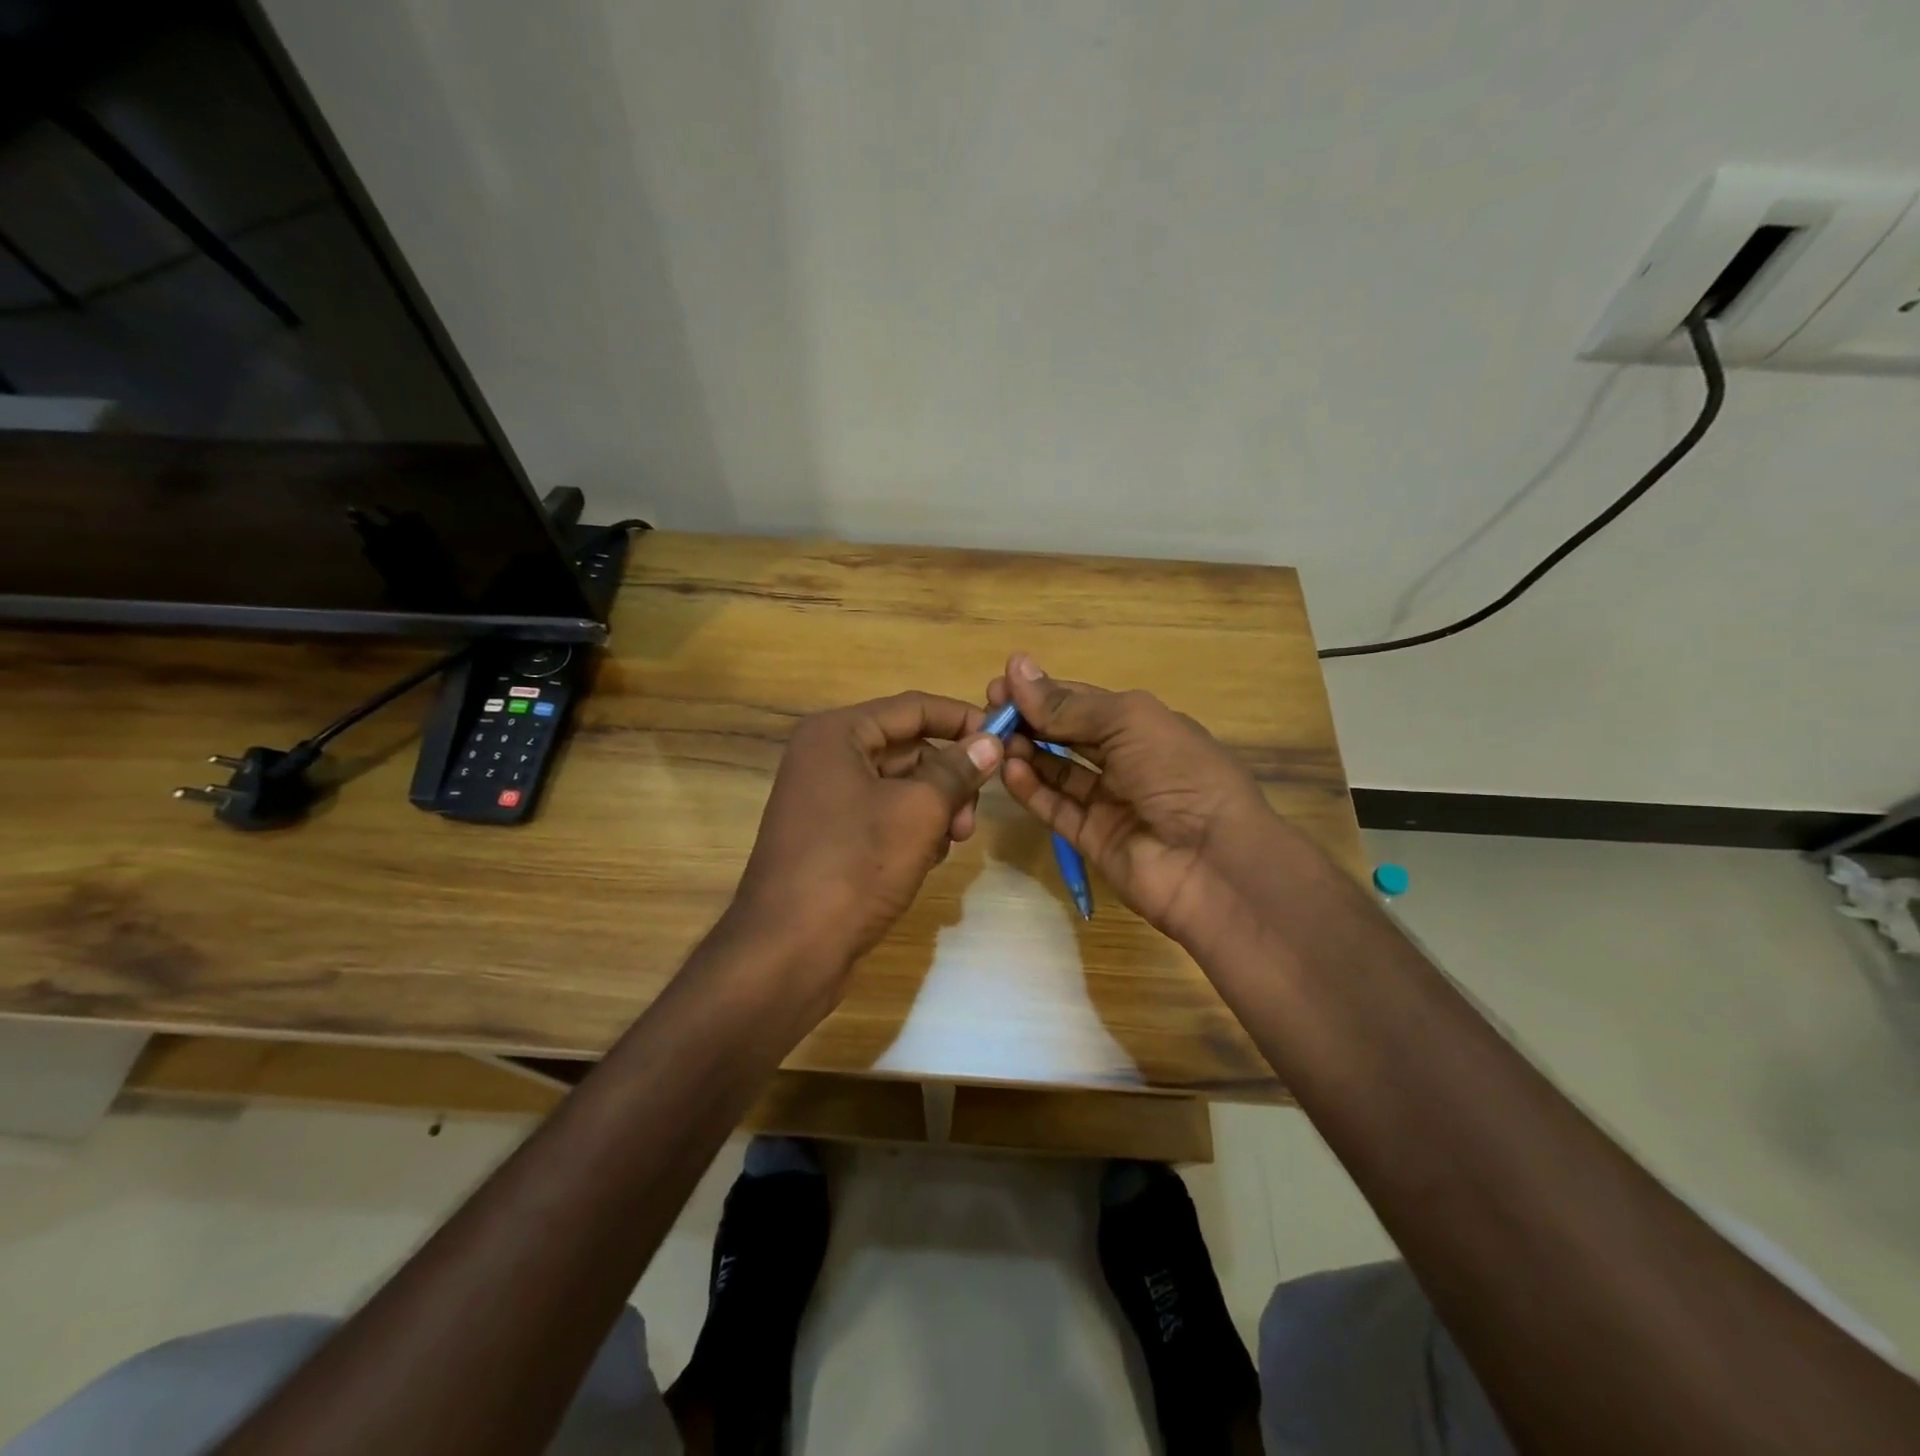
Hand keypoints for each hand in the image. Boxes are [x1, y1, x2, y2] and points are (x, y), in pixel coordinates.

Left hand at [728, 691, 1003, 985]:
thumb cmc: (855, 866)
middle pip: (907, 748)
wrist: (788, 951)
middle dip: (948, 778)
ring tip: (949, 844)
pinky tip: (924, 861)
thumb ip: (958, 770)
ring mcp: (823, 799)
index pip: (914, 707)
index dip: (962, 719)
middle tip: (972, 818)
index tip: (1005, 740)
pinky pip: (882, 816)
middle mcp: (825, 757)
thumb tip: (990, 740)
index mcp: (837, 734)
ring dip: (934, 809)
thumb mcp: (918, 811)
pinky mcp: (828, 836)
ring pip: (899, 786)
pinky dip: (910, 831)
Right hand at [990, 654, 1282, 943]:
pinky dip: (1031, 790)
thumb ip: (1069, 704)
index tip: (1000, 684)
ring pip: (1058, 772)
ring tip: (994, 741)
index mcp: (1144, 726)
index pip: (1083, 702)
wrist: (1213, 863)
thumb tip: (1016, 669)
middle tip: (988, 711)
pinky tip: (1008, 770)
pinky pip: (1056, 809)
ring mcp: (1109, 803)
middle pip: (1067, 735)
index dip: (1044, 692)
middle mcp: (1126, 761)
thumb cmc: (1178, 773)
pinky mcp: (1092, 840)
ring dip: (1026, 753)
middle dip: (1029, 720)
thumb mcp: (1128, 722)